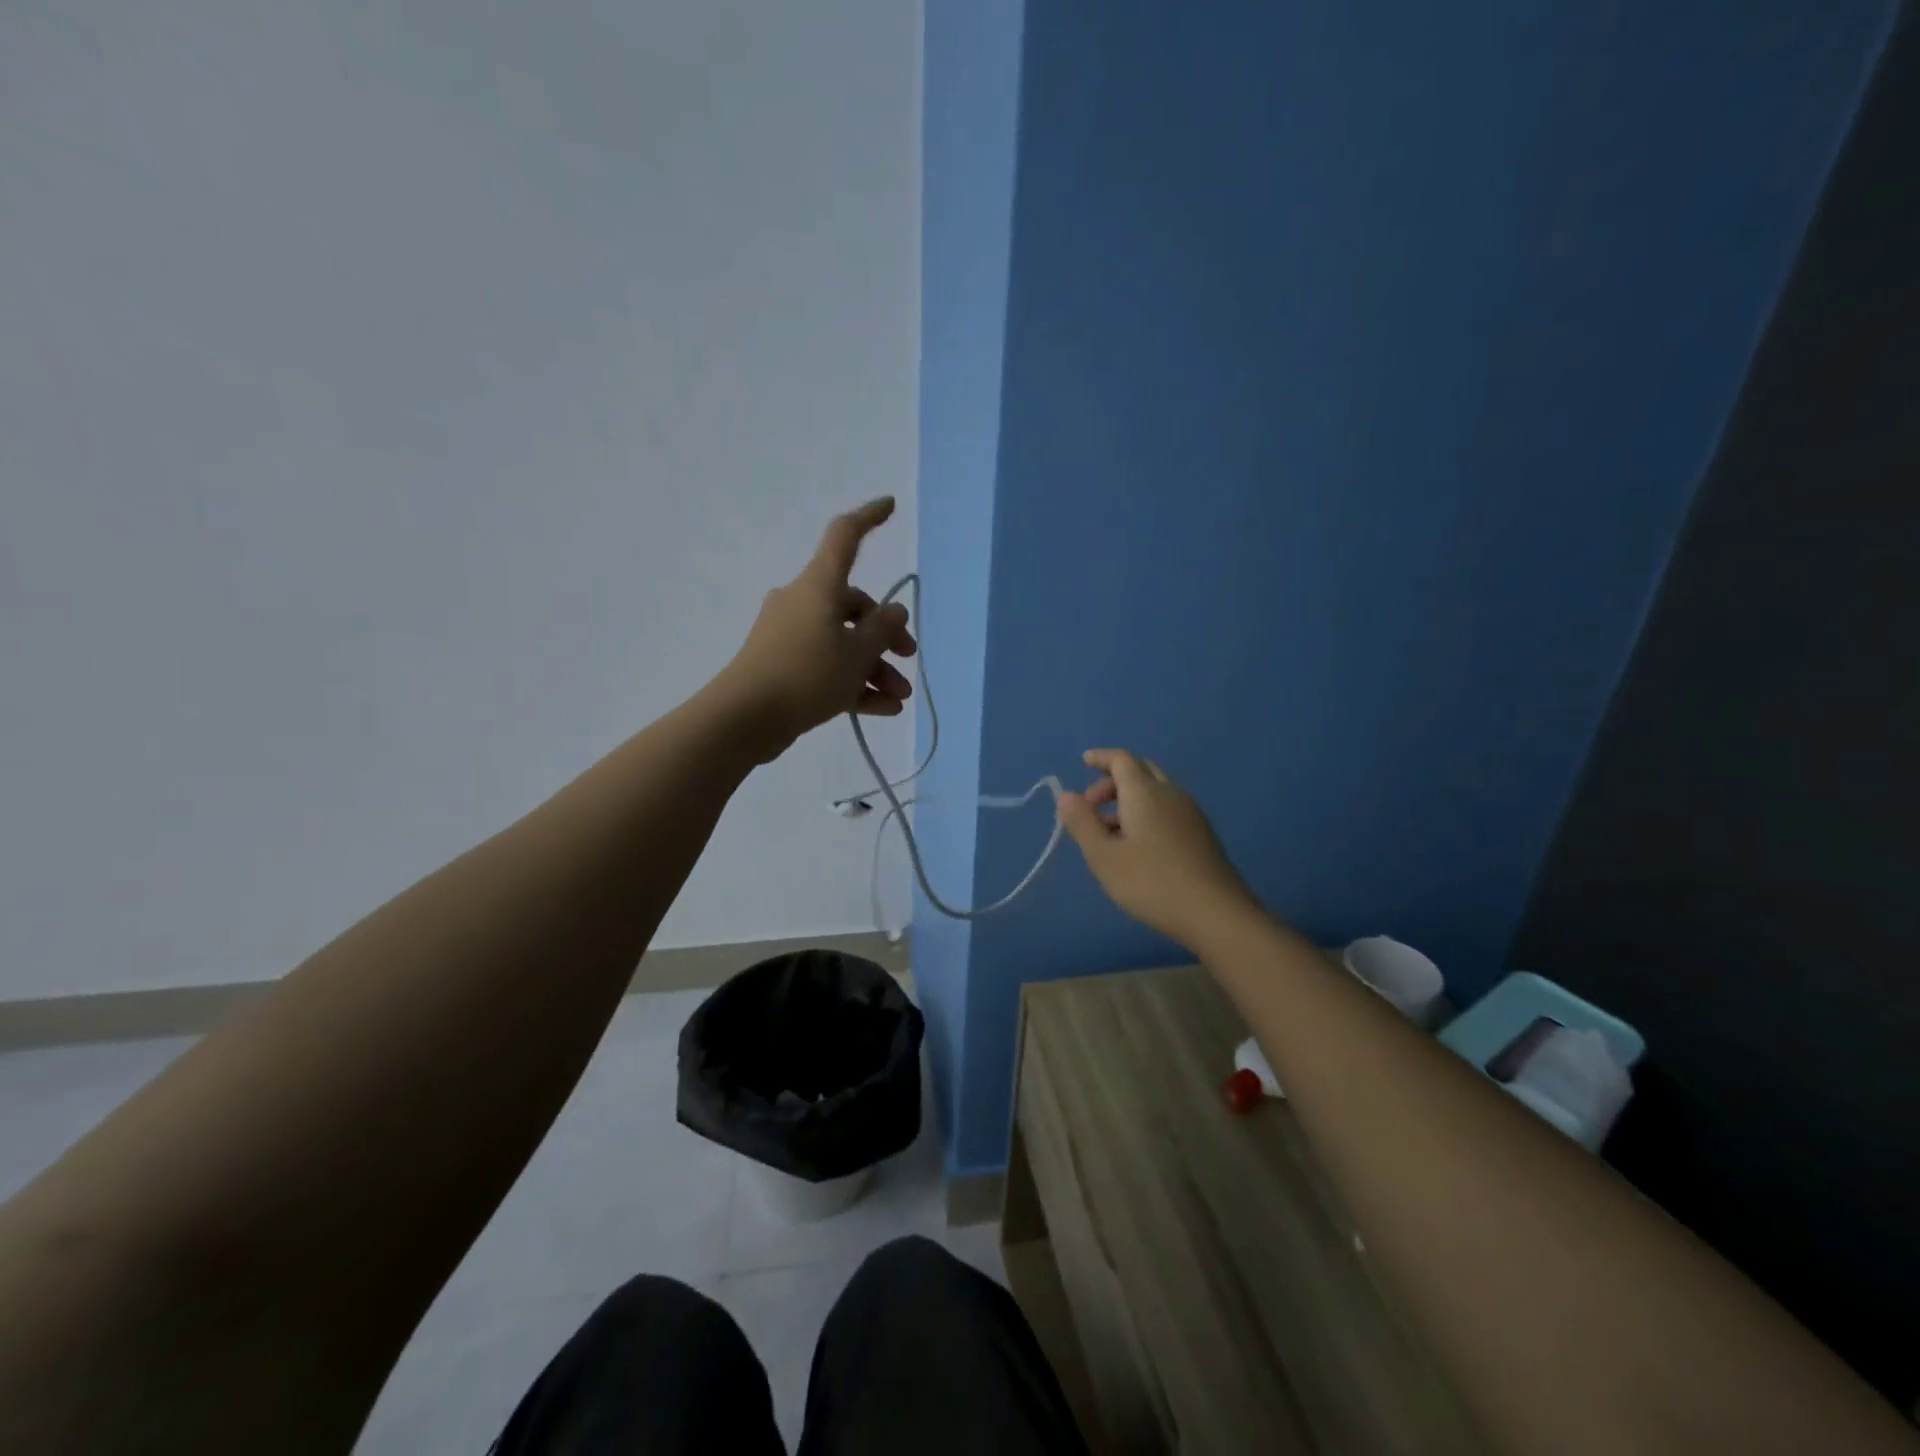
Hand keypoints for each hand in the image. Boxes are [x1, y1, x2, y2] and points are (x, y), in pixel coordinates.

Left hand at [716, 498, 916, 761]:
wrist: (744, 718)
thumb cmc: (807, 674)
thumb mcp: (858, 652)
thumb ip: (884, 629)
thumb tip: (894, 611)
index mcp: (819, 585)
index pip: (845, 537)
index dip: (869, 518)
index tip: (890, 506)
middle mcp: (802, 602)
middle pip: (853, 606)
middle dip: (885, 635)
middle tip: (908, 659)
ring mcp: (790, 635)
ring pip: (843, 642)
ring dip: (874, 667)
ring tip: (899, 697)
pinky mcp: (783, 666)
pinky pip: (827, 666)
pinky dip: (854, 683)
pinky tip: (882, 709)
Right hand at [1056, 749, 1254, 947]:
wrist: (1217, 914)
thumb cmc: (1152, 883)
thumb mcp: (1104, 856)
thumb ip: (1082, 823)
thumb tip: (1066, 795)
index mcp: (1145, 792)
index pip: (1122, 759)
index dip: (1101, 757)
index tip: (1083, 761)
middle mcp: (1170, 794)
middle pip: (1141, 771)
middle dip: (1112, 780)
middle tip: (1091, 805)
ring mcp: (1190, 813)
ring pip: (1155, 791)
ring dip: (1128, 800)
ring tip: (1108, 832)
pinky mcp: (1201, 834)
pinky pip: (1167, 809)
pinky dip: (1146, 813)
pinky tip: (1137, 846)